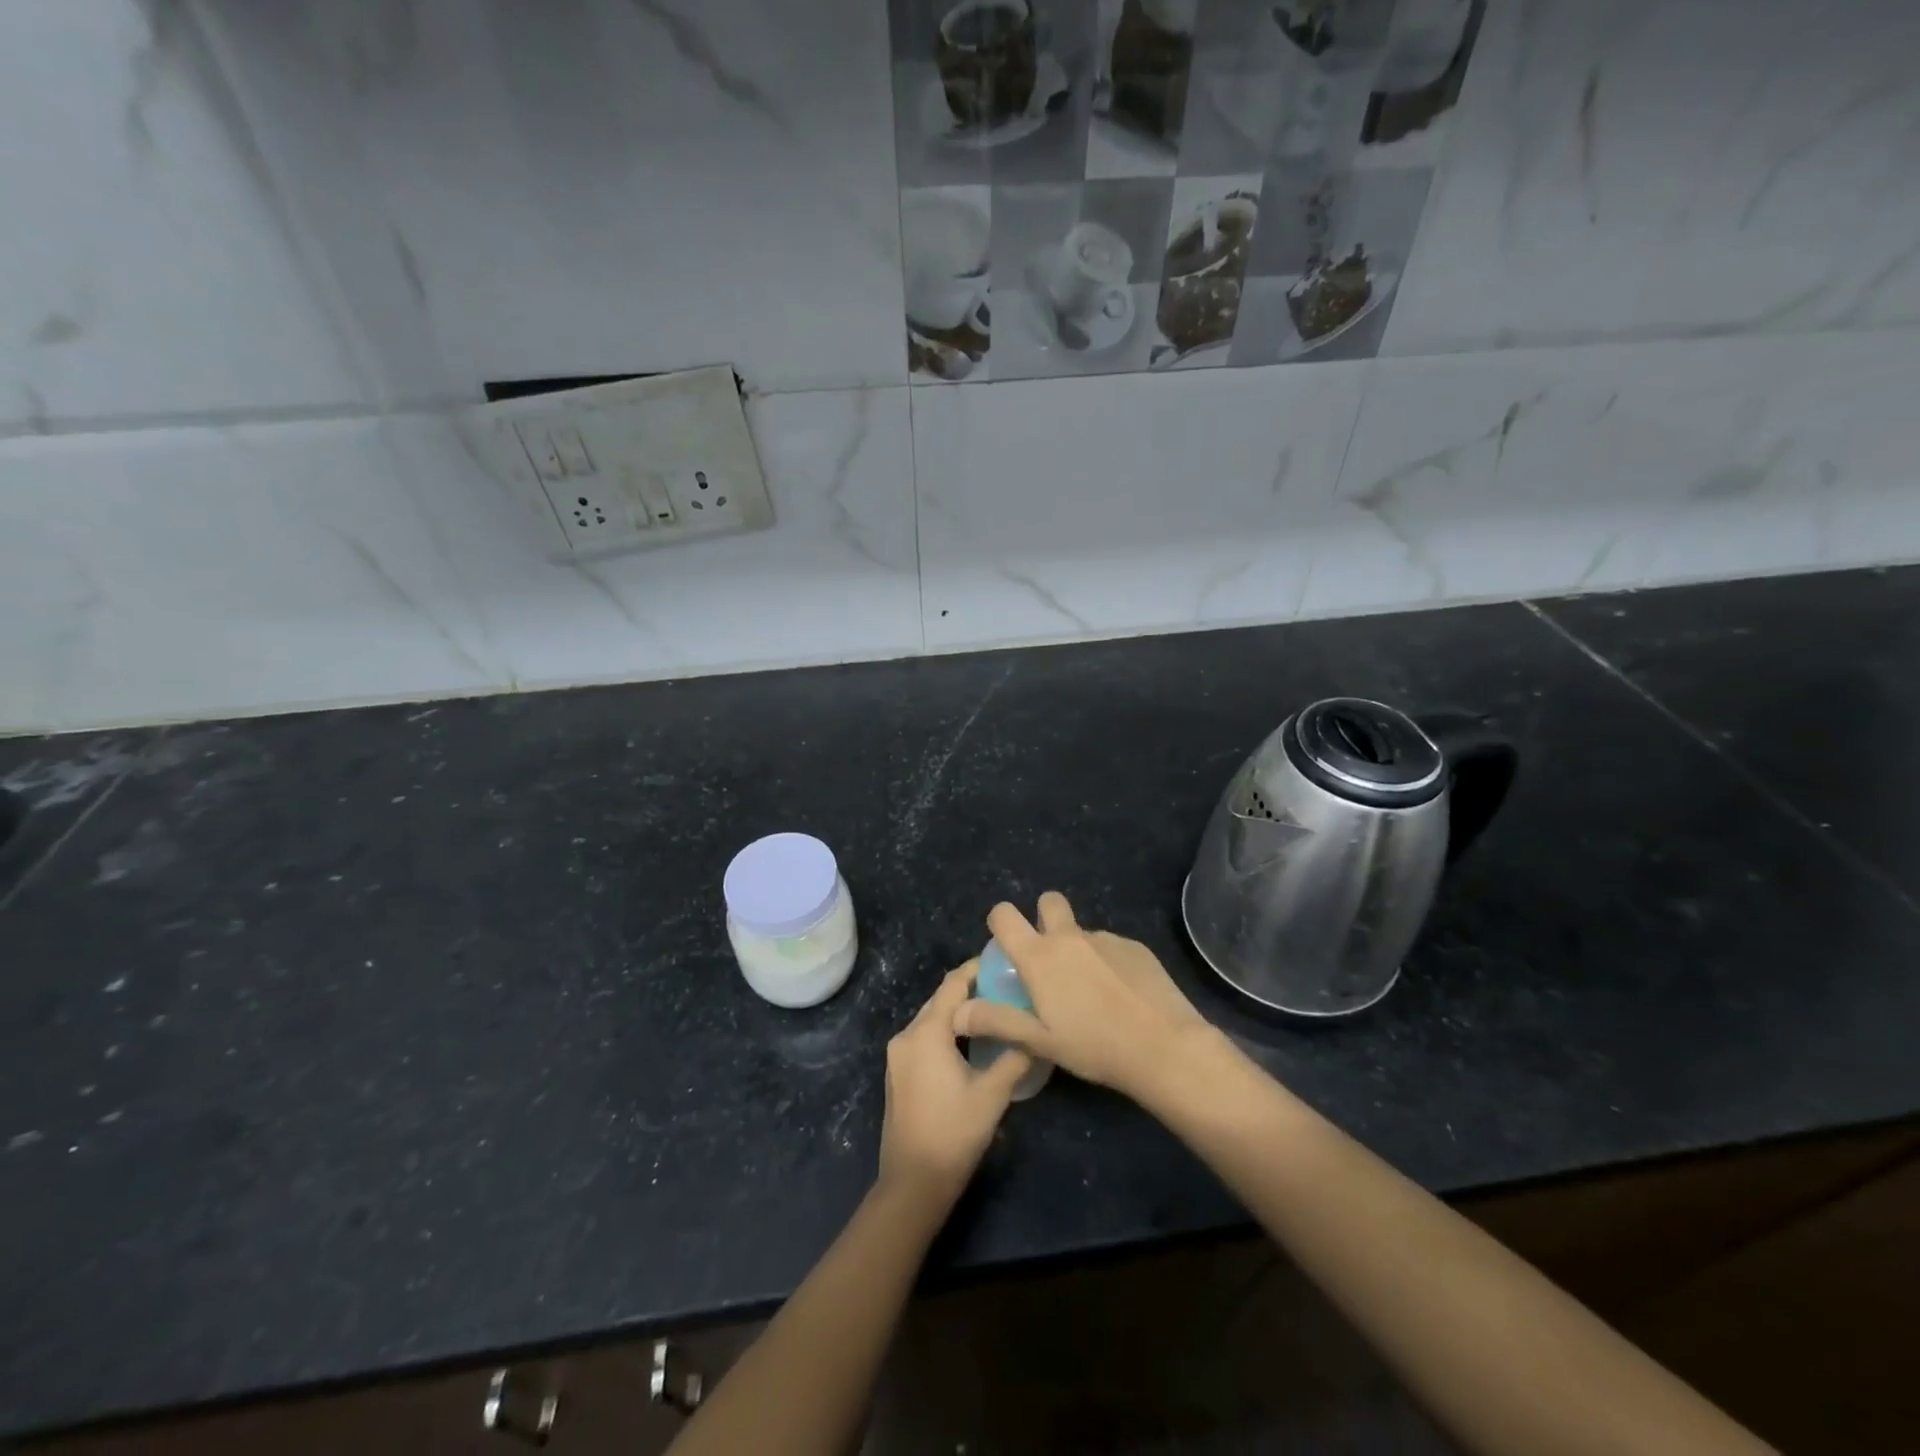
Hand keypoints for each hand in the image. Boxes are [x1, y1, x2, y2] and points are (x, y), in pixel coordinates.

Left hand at [878, 963, 1033, 1202]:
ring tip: (993, 1010)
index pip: (953, 984)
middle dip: (970, 989)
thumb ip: (1015, 1056)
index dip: (977, 968)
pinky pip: (924, 1038)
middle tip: (1005, 986)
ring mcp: (897, 1056)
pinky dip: (946, 1031)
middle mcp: (906, 1035)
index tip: (1003, 962)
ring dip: (958, 1012)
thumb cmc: (954, 1133)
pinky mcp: (898, 1074)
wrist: (913, 1183)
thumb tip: (1037, 1033)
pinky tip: (970, 1041)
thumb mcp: (993, 1093)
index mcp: (926, 1032)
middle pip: (940, 1000)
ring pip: (931, 1019)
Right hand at [952, 892, 1213, 1103]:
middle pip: (1048, 901)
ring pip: (1082, 931)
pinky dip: (1108, 963)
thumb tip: (957, 1011)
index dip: (1000, 922)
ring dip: (1078, 949)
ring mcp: (1106, 938)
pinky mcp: (1136, 947)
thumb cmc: (1094, 1046)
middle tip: (1049, 957)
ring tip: (1092, 993)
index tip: (1006, 945)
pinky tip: (1121, 997)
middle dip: (1043, 917)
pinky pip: (1111, 947)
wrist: (1164, 1047)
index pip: (1004, 914)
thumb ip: (996, 1021)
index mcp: (1040, 956)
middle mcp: (1070, 937)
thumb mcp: (1039, 1041)